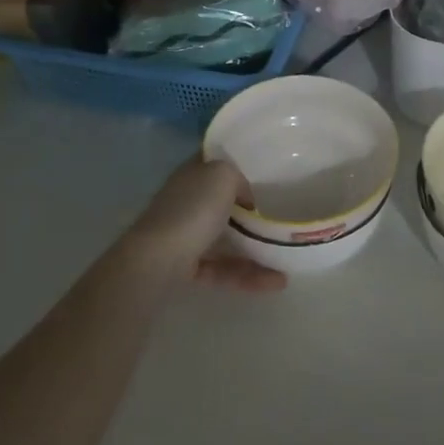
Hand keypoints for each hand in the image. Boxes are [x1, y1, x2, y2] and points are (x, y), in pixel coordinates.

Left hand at [117, 156, 285, 293]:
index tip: (264, 172)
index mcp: (191, 175)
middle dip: (248, 212)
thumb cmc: (192, 211)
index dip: (235, 163)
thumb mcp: (223, 176)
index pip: (213, 162)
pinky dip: (246, 275)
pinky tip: (274, 282)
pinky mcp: (186, 267)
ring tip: (286, 263)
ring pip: (224, 240)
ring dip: (255, 252)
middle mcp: (185, 202)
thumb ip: (238, 178)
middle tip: (277, 217)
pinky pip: (222, 269)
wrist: (157, 262)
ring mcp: (184, 236)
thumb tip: (245, 198)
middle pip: (220, 202)